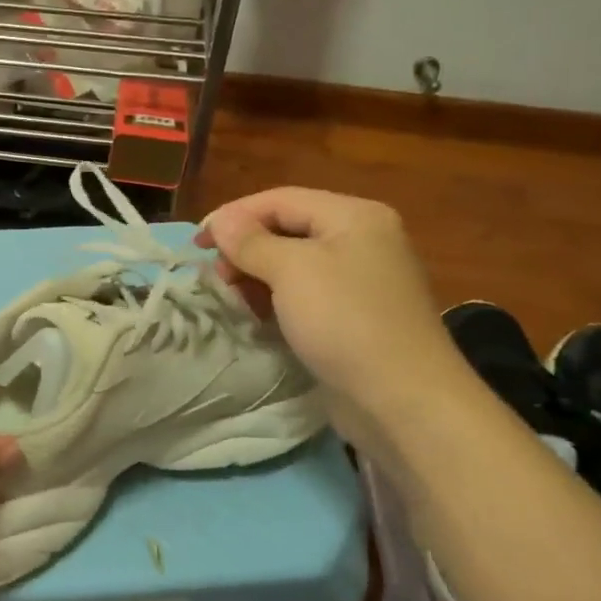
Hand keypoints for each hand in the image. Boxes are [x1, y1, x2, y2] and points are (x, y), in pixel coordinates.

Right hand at [198, 188, 469, 454]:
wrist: (403, 401)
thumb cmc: (345, 322)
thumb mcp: (291, 272)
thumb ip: (251, 241)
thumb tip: (221, 221)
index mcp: (354, 216)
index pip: (280, 200)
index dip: (234, 216)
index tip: (197, 242)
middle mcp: (361, 240)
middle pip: (288, 228)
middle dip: (246, 248)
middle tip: (216, 276)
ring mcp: (360, 280)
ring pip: (294, 263)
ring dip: (257, 275)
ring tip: (232, 297)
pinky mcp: (354, 315)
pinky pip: (306, 293)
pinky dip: (277, 298)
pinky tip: (258, 315)